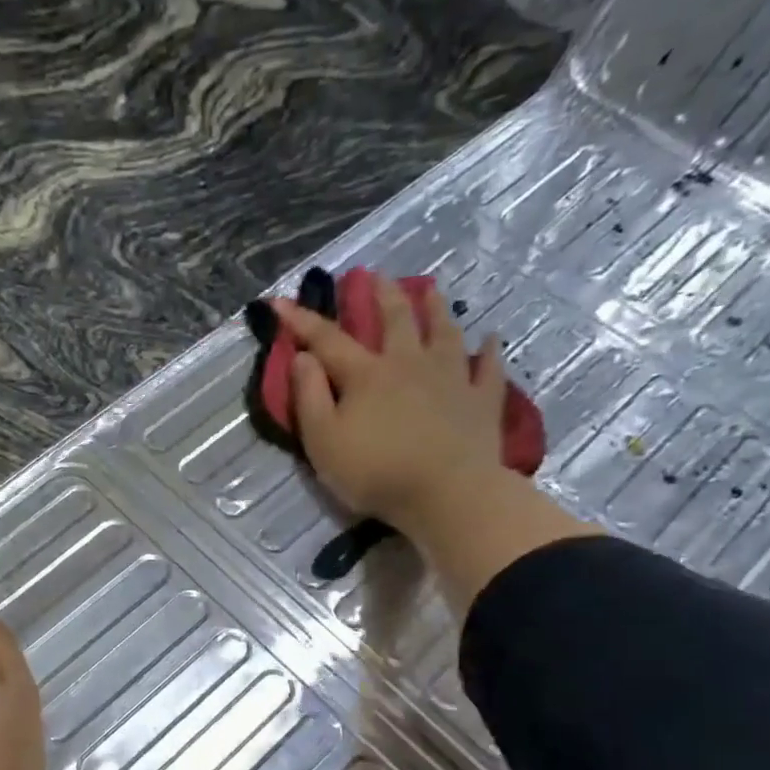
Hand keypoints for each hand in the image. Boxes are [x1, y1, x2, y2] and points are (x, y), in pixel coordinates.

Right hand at [275, 273, 508, 535]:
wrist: (447, 494)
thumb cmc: (375, 471)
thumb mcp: (323, 441)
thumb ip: (308, 397)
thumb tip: (303, 357)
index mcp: (366, 375)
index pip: (327, 339)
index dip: (301, 319)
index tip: (279, 300)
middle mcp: (409, 364)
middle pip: (395, 319)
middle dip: (381, 295)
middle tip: (375, 275)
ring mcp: (451, 378)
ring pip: (443, 331)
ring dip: (435, 308)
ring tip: (430, 289)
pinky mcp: (481, 400)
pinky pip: (487, 368)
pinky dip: (488, 351)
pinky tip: (490, 339)